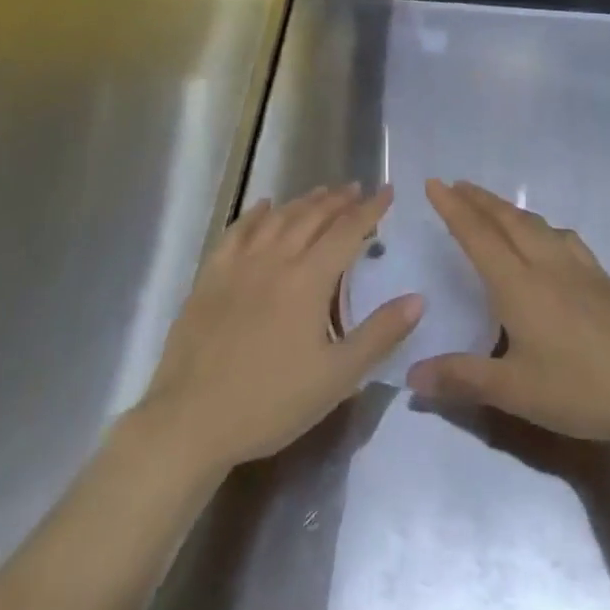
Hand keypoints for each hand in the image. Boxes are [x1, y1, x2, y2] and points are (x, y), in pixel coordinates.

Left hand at [137, 184, 422, 473]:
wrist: (191, 421)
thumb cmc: (270, 402)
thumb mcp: (337, 378)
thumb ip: (379, 334)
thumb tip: (418, 298)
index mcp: (308, 279)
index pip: (347, 231)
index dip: (370, 209)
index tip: (387, 191)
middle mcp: (276, 259)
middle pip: (312, 217)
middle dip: (338, 200)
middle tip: (356, 188)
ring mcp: (239, 264)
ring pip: (278, 218)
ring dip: (303, 202)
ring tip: (321, 193)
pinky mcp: (210, 276)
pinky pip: (237, 231)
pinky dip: (255, 214)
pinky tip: (264, 206)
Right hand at [406, 180, 609, 446]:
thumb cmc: (579, 390)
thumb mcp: (514, 392)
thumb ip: (461, 378)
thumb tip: (412, 376)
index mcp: (518, 284)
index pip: (477, 235)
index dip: (453, 208)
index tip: (434, 183)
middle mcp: (545, 263)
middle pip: (505, 219)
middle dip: (478, 199)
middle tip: (455, 185)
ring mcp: (577, 266)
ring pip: (534, 223)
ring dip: (506, 208)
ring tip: (491, 205)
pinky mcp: (600, 276)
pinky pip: (560, 235)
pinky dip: (539, 225)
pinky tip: (546, 236)